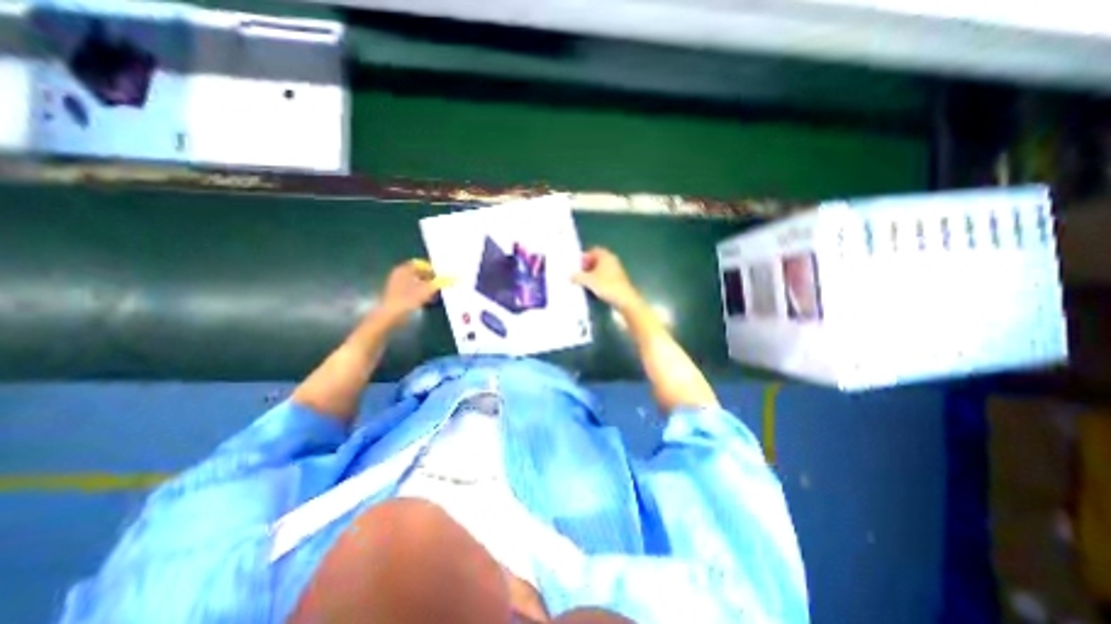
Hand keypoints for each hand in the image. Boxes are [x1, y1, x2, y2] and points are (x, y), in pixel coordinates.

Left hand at [381, 258, 453, 326]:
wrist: (392, 314)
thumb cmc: (408, 298)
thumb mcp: (428, 289)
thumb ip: (441, 282)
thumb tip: (454, 279)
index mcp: (404, 269)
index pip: (420, 263)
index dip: (431, 268)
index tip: (441, 274)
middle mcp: (399, 275)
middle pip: (418, 273)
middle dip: (430, 277)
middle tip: (441, 282)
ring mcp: (397, 285)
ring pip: (416, 282)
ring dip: (427, 285)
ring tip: (436, 292)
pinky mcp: (398, 295)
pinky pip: (413, 290)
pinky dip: (421, 292)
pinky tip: (428, 299)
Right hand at [573, 243, 643, 309]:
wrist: (624, 299)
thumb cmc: (607, 285)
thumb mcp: (588, 281)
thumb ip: (578, 277)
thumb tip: (570, 276)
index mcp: (605, 256)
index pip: (593, 251)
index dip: (584, 257)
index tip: (577, 266)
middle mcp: (612, 260)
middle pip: (597, 260)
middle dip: (587, 266)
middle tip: (578, 274)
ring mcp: (616, 270)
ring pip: (601, 269)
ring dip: (592, 274)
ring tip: (584, 282)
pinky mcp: (618, 279)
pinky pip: (605, 276)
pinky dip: (598, 280)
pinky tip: (593, 288)